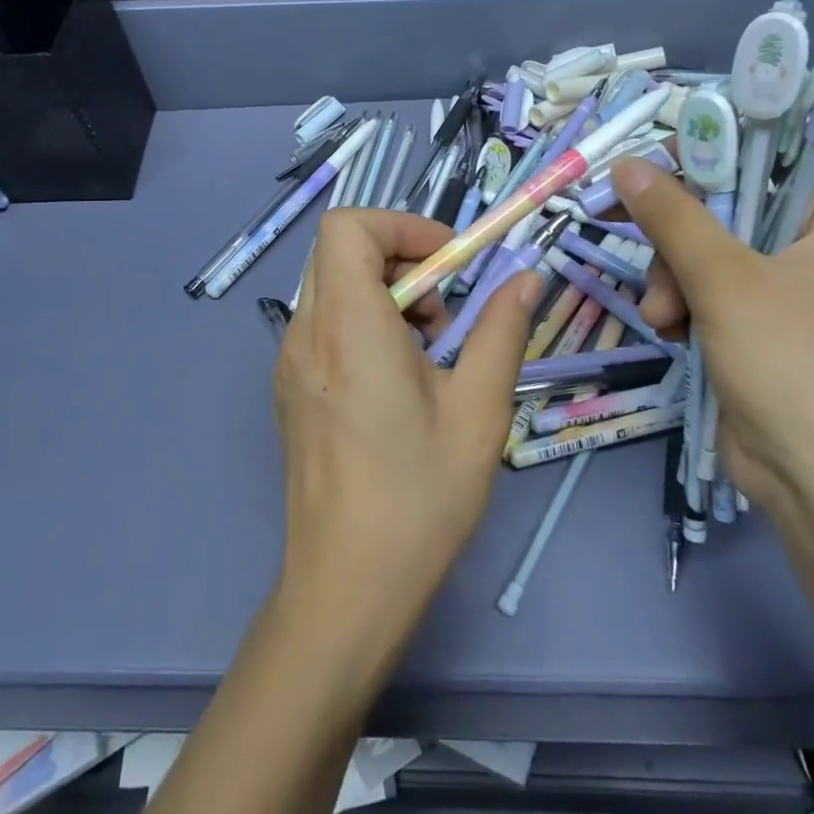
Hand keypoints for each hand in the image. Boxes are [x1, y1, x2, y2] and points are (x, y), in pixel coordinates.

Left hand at [273, 209, 537, 644]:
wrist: (346, 589)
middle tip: (447, 311)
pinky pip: (324, 325)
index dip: (401, 225)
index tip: (450, 264)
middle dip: (402, 259)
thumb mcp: (478, 412)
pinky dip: (364, 324)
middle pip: (340, 252)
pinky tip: (399, 381)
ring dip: (386, 294)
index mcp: (347, 327)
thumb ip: (502, 332)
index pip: (348, 226)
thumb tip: (525, 277)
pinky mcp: (290, 389)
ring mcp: (289, 363)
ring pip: (333, 287)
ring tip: (430, 351)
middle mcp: (305, 334)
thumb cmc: (418, 499)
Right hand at [611, 156, 813, 531]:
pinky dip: (686, 304)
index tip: (656, 165)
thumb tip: (626, 163)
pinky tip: (671, 332)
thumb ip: (673, 215)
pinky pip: (714, 291)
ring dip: (674, 275)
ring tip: (663, 316)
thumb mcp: (725, 281)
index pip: (775, 150)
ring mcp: (796, 292)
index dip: (714, 149)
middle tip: (638, 240)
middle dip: (680, 231)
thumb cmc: (797, 367)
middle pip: (733, 201)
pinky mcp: (768, 331)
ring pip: (713, 250)